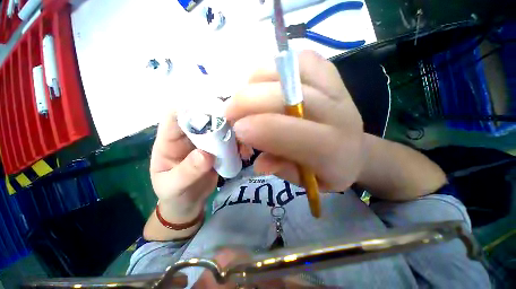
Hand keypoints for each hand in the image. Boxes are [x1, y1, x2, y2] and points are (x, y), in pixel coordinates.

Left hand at [150, 113, 253, 218]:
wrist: (188, 204)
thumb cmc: (174, 195)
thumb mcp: (173, 187)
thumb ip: (187, 172)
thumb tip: (207, 155)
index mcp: (169, 141)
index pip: (175, 115)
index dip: (190, 108)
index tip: (210, 109)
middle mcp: (188, 137)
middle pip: (202, 118)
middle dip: (218, 118)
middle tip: (237, 123)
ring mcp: (205, 143)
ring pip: (219, 129)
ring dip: (232, 132)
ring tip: (244, 142)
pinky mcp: (218, 151)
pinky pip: (229, 143)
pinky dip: (237, 145)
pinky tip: (245, 152)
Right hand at [226, 50, 365, 191]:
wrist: (356, 149)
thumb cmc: (330, 169)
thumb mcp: (308, 182)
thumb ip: (282, 170)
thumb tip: (258, 162)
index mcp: (332, 147)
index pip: (290, 132)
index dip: (257, 128)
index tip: (237, 131)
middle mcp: (335, 112)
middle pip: (284, 95)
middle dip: (246, 102)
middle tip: (230, 114)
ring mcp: (333, 86)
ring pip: (286, 70)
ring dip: (255, 83)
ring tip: (246, 99)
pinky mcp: (329, 71)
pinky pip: (297, 57)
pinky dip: (273, 67)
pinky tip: (266, 84)